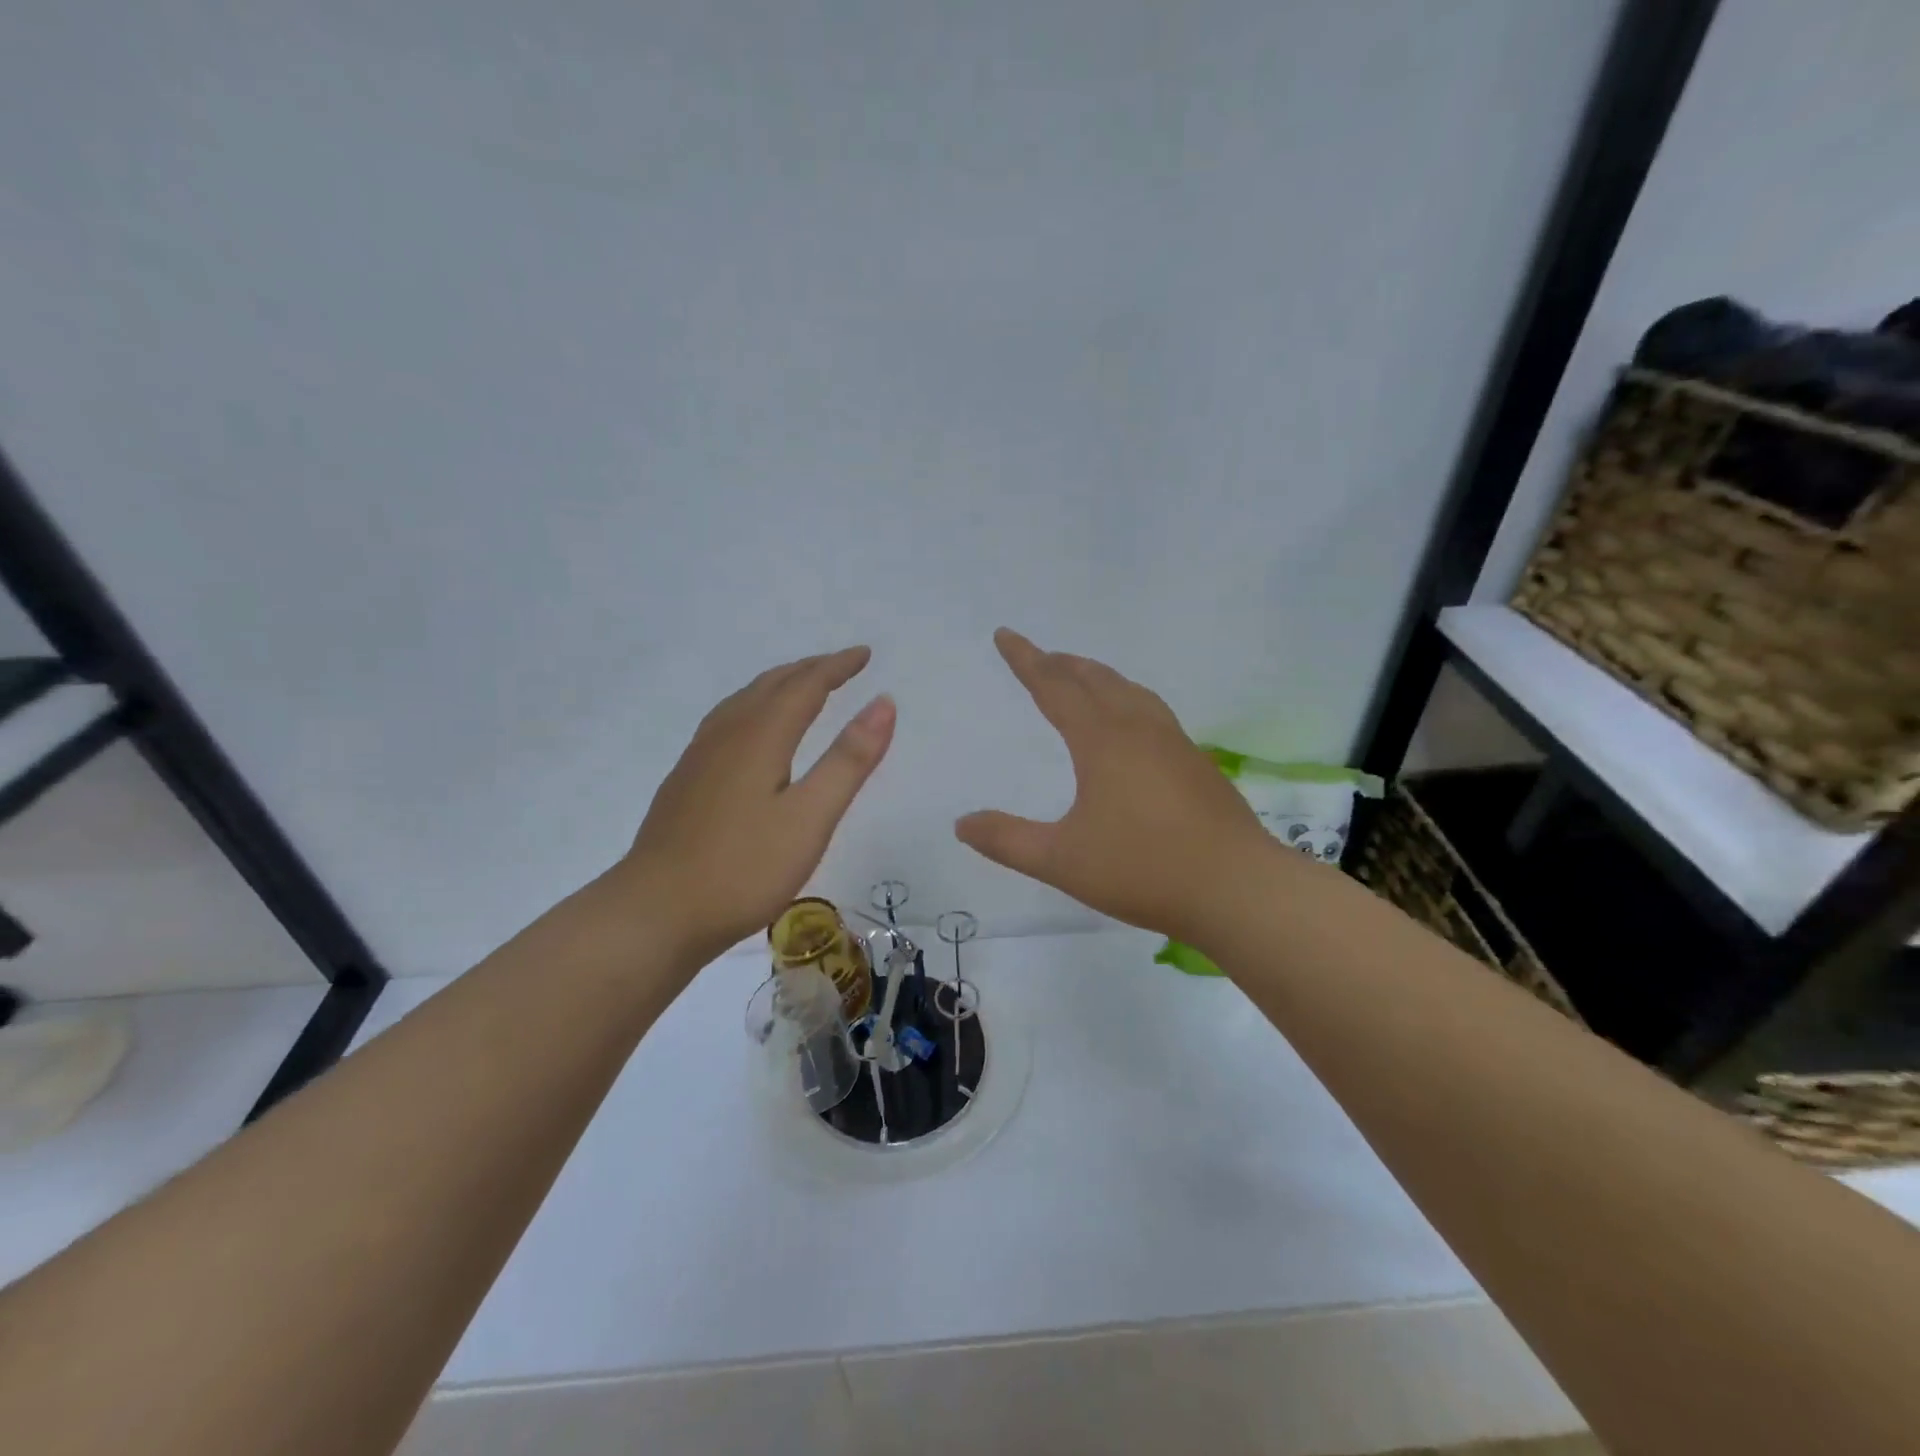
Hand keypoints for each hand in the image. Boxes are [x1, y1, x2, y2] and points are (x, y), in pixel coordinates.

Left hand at [617, 647, 894, 965]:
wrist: (655, 912)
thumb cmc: (743, 868)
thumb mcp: (810, 817)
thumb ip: (848, 760)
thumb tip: (884, 703)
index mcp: (760, 737)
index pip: (805, 686)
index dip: (837, 667)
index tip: (864, 655)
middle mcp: (726, 736)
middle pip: (771, 686)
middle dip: (809, 670)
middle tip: (841, 666)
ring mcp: (699, 758)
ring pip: (744, 701)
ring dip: (779, 685)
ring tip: (801, 686)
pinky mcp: (686, 782)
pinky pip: (727, 722)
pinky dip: (754, 707)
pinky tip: (751, 732)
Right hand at [955, 629, 1270, 943]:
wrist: (1237, 888)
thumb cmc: (1143, 869)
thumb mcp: (1062, 860)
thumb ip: (1008, 841)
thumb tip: (962, 823)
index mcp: (1102, 740)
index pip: (1054, 686)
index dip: (1026, 660)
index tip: (1005, 635)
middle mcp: (1139, 729)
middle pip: (1096, 679)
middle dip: (1062, 664)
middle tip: (1040, 657)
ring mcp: (1174, 743)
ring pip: (1130, 692)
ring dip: (1099, 677)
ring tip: (1082, 679)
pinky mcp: (1196, 763)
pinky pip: (1151, 712)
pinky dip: (1126, 700)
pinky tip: (1131, 727)